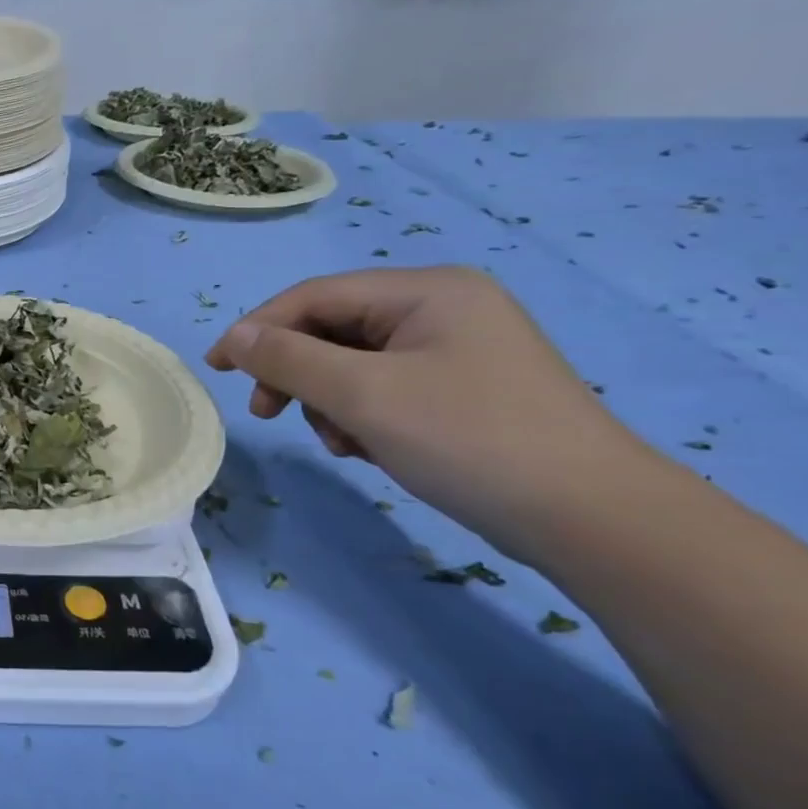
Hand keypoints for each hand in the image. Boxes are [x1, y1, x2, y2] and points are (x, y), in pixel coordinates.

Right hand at [204, 267, 643, 558]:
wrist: (590, 517)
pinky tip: (369, 448)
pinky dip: (361, 416)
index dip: (257, 328)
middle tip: (269, 414)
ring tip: (343, 442)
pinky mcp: (462, 390)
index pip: (314, 296)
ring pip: (353, 364)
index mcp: (427, 291)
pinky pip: (383, 389)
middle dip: (297, 373)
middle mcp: (442, 309)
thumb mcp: (363, 395)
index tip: (216, 369)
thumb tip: (233, 337)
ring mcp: (456, 350)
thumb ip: (288, 359)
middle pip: (333, 330)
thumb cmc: (469, 439)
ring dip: (328, 401)